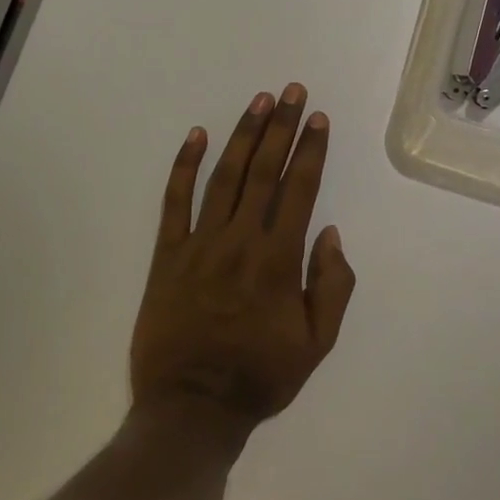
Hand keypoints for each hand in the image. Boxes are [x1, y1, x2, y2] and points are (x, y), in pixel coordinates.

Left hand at [131, 84, 355, 434]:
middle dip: (281, 126)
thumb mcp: (316, 344)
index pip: (299, 189)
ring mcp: (200, 243)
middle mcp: (240, 240)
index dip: (310, 150)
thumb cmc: (259, 376)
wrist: (191, 408)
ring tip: (258, 101)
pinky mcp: (167, 253)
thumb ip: (331, 286)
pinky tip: (196, 135)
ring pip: (225, 176)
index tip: (317, 118)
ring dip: (243, 135)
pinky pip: (175, 201)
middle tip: (291, 91)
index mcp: (278, 260)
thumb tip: (328, 232)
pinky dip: (184, 165)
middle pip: (264, 171)